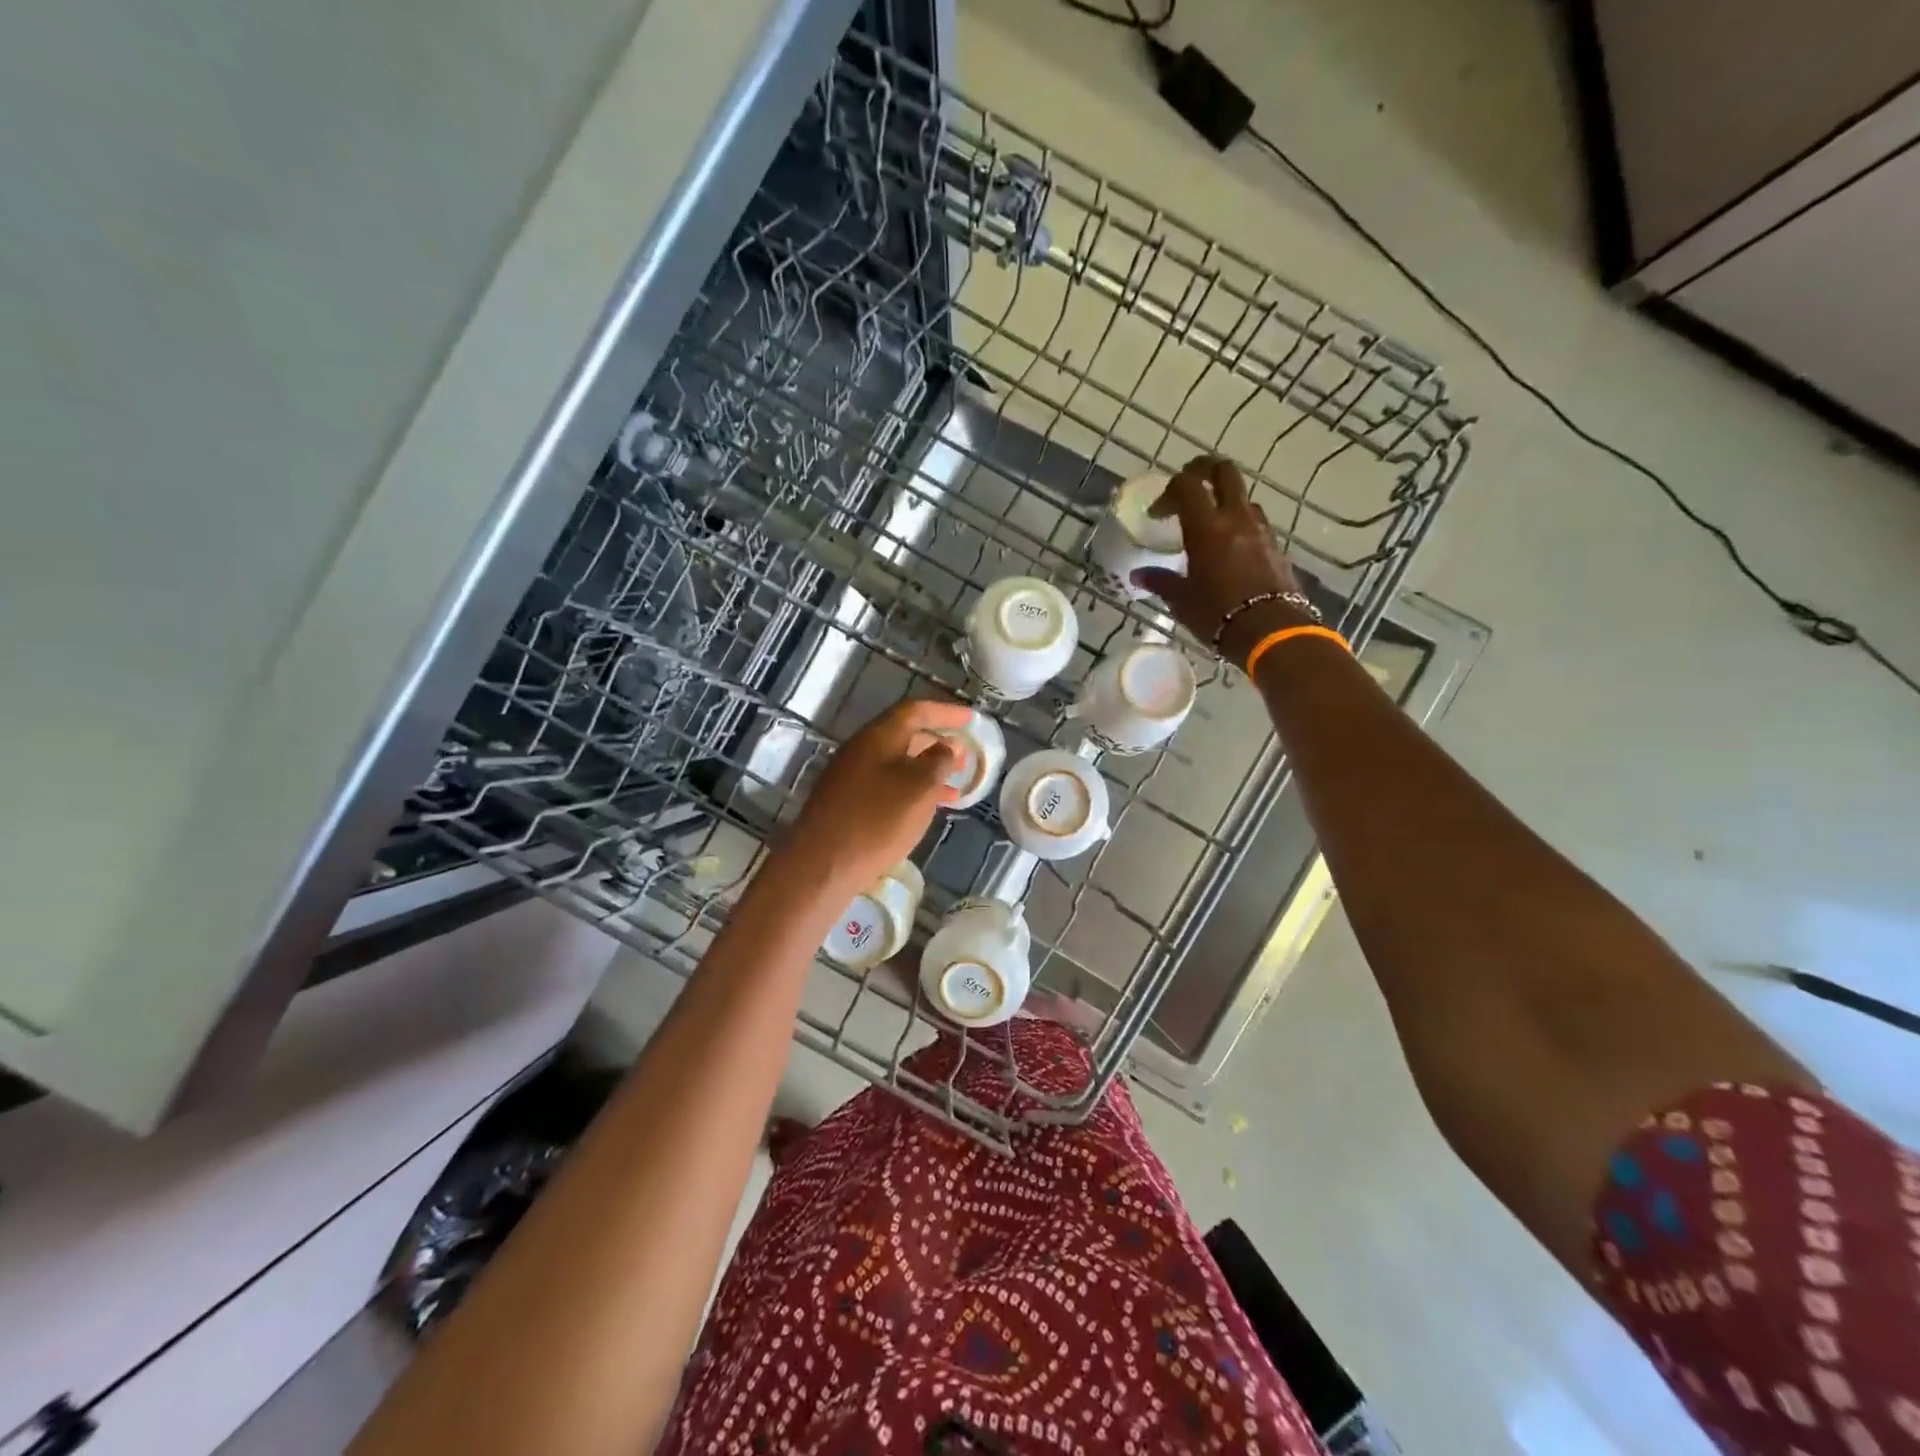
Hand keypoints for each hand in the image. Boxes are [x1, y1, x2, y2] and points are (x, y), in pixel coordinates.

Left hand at [787, 698, 968, 889]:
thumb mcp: (919, 788)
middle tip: (964, 755)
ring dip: (925, 770)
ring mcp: (849, 777)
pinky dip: (910, 790)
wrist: (821, 866)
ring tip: (953, 786)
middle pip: (903, 735)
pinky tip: (924, 809)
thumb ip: (939, 761)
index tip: (970, 720)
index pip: (914, 711)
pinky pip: (885, 785)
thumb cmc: (877, 821)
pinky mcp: (845, 803)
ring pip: (895, 763)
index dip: (945, 712)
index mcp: (877, 737)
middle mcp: (860, 750)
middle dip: (936, 742)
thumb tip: (947, 746)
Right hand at [1130, 456, 1315, 666]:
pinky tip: (1229, 548)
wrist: (1271, 632)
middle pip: (1224, 471)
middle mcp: (1236, 518)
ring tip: (1209, 524)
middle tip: (1187, 488)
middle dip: (1203, 471)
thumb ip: (1160, 581)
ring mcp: (1261, 529)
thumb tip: (1138, 575)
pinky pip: (1255, 521)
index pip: (1187, 485)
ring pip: (1242, 496)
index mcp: (1207, 527)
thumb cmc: (1218, 615)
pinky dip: (1239, 523)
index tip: (1158, 514)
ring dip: (1224, 500)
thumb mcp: (1182, 600)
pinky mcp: (1276, 545)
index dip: (1169, 492)